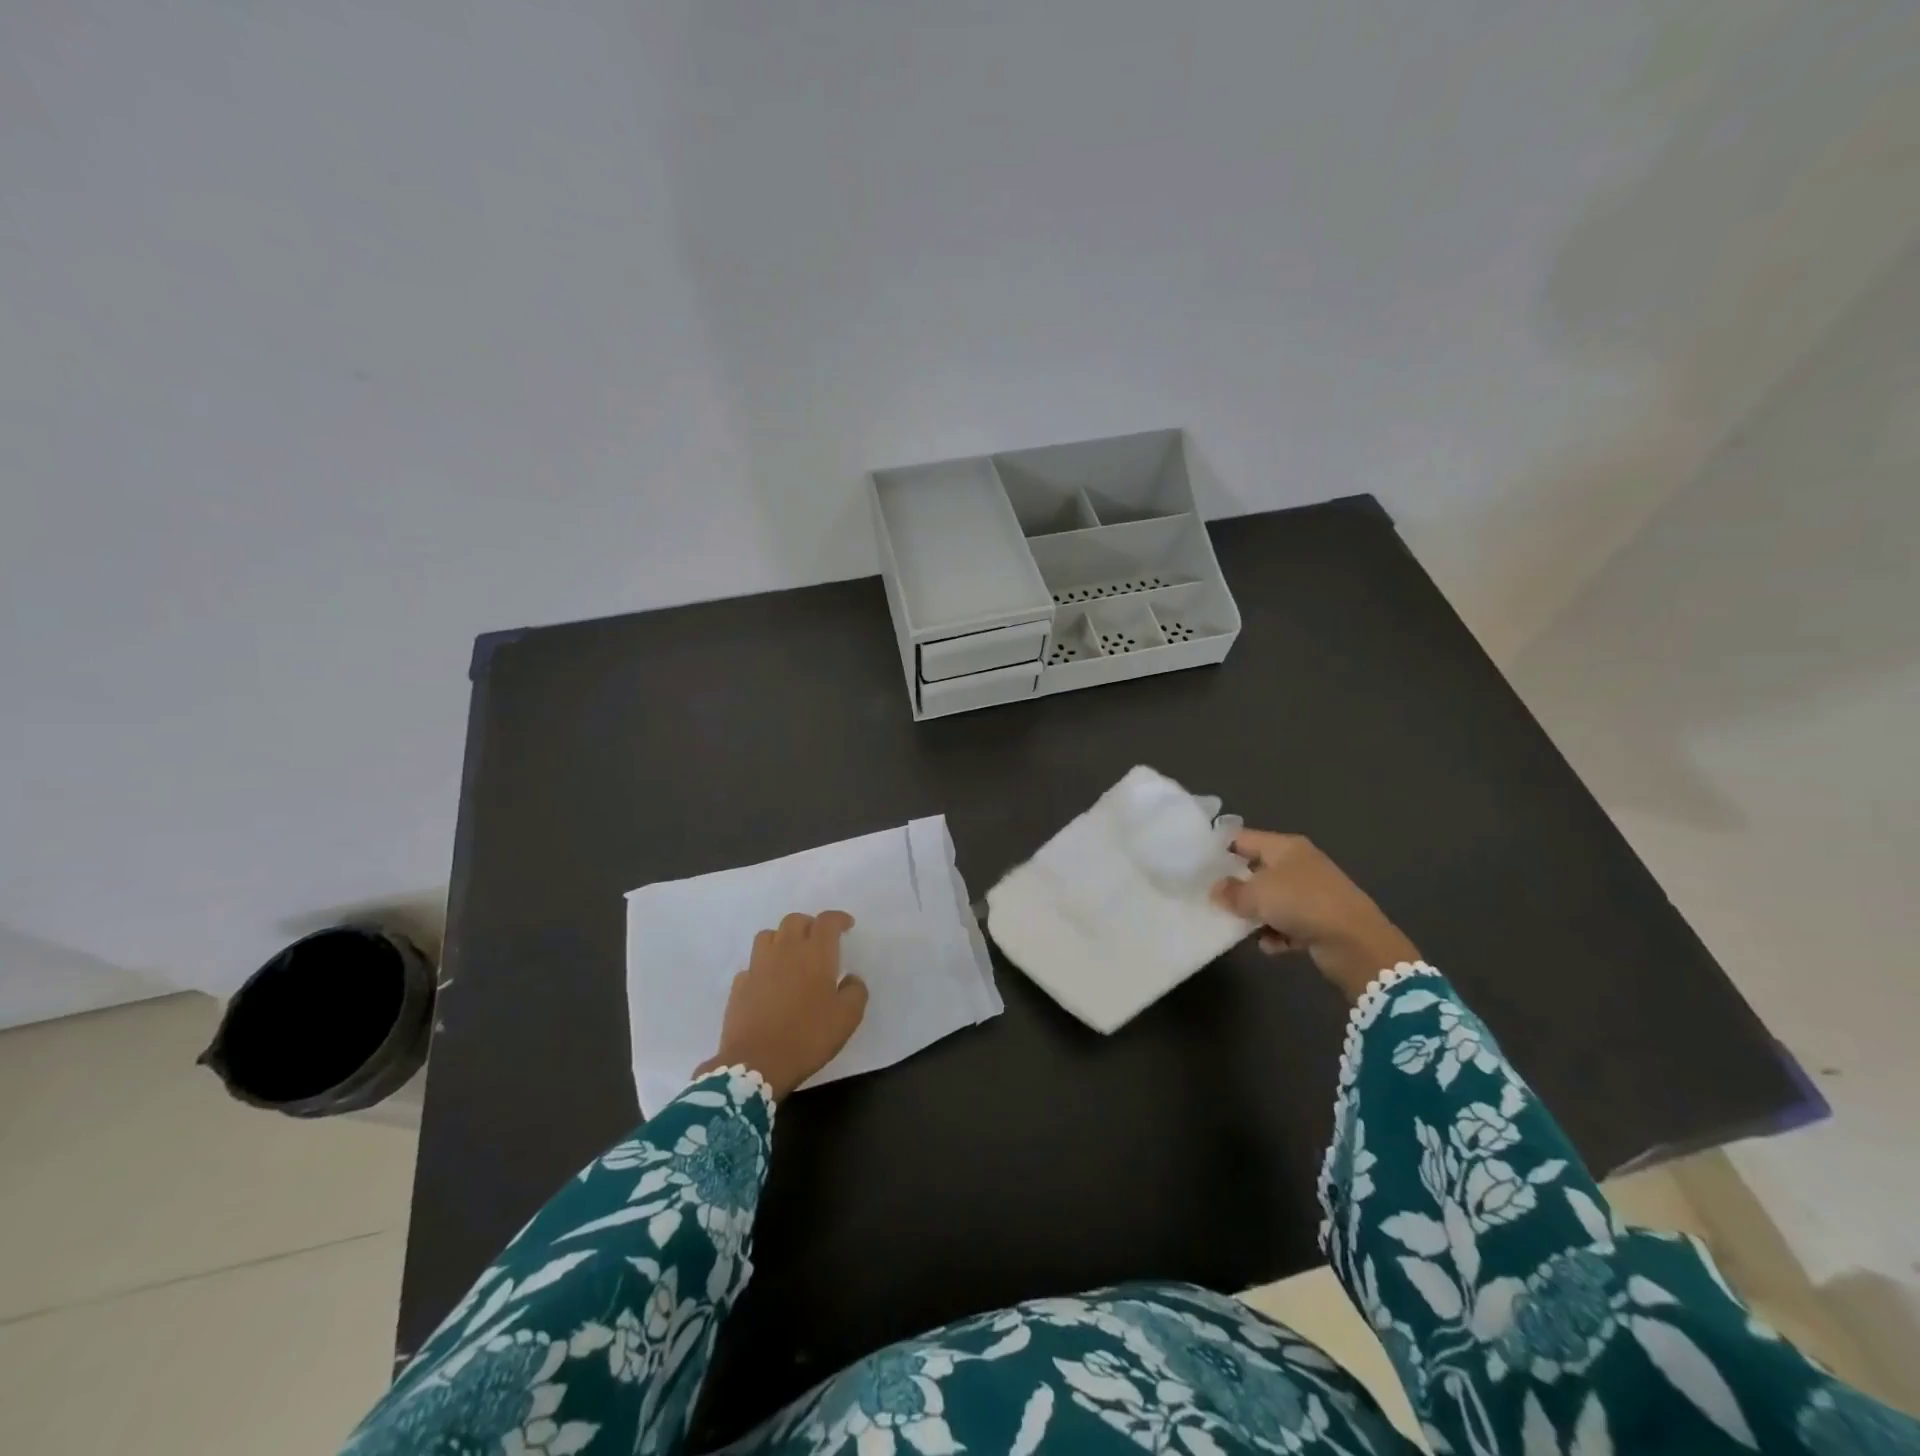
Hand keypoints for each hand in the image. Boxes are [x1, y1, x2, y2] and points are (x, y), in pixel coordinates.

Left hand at [695, 911, 868, 1099]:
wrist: (756, 1063)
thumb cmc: (808, 1037)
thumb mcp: (847, 1018)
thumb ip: (856, 992)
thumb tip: (851, 978)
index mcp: (815, 954)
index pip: (827, 921)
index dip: (838, 919)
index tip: (847, 925)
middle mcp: (785, 950)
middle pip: (795, 921)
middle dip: (810, 925)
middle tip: (819, 941)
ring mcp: (758, 966)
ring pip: (769, 935)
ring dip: (783, 939)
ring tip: (791, 955)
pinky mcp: (739, 985)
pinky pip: (753, 964)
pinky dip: (763, 966)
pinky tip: (769, 982)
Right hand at [1211, 831, 1419, 1000]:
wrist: (1357, 943)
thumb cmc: (1302, 904)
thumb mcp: (1257, 895)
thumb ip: (1231, 892)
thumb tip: (1216, 890)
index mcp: (1285, 847)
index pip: (1243, 838)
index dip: (1219, 848)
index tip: (1195, 863)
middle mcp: (1298, 865)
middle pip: (1256, 870)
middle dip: (1235, 886)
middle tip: (1209, 898)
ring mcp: (1311, 893)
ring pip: (1271, 900)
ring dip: (1255, 914)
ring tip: (1237, 927)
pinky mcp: (1320, 921)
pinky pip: (1287, 924)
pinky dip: (1277, 934)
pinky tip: (1270, 945)